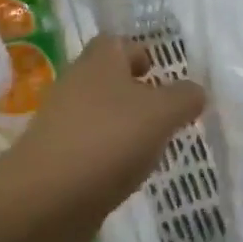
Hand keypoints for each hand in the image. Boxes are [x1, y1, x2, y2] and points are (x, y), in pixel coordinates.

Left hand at [11, 35, 204, 218]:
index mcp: (99, 60)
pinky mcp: (56, 159)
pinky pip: (91, 147)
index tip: (161, 73)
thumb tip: (195, 91)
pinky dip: (109, 156)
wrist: (46, 199)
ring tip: (153, 146)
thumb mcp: (162, 113)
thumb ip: (184, 98)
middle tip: (166, 112)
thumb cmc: (109, 139)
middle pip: (109, 78)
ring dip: (125, 126)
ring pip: (101, 114)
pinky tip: (127, 174)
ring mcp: (62, 123)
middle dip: (136, 92)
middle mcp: (77, 84)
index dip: (140, 52)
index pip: (118, 42)